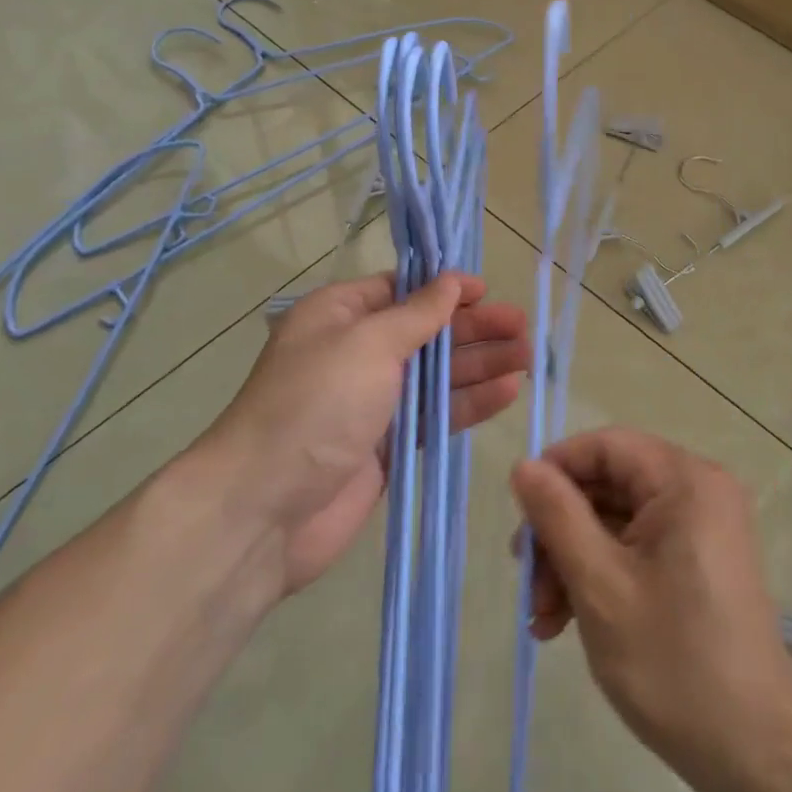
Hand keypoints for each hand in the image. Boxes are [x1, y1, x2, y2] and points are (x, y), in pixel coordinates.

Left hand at [206, 273, 528, 595]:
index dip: (445, 289)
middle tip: (522, 327)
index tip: (488, 291)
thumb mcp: (367, 344)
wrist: (263, 509)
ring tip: (528, 358)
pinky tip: (508, 392)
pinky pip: (435, 415)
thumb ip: (418, 314)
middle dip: (474, 328)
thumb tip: (452, 281)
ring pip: (437, 375)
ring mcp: (372, 402)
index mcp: (339, 316)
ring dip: (481, 364)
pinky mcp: (387, 446)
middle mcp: (356, 353)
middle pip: (426, 333)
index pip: (401, 291)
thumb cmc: (315, 405)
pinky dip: (469, 402)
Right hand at [509, 429, 791, 791]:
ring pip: (618, 520)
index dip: (556, 470)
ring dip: (574, 560)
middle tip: (527, 583)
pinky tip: (568, 623)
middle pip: (609, 484)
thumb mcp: (600, 585)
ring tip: (543, 619)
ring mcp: (703, 527)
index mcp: (685, 480)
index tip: (519, 516)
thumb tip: (524, 465)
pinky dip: (602, 575)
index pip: (606, 445)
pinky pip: (639, 547)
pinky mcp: (701, 561)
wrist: (757, 753)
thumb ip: (557, 516)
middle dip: (560, 530)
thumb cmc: (674, 662)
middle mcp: (699, 490)